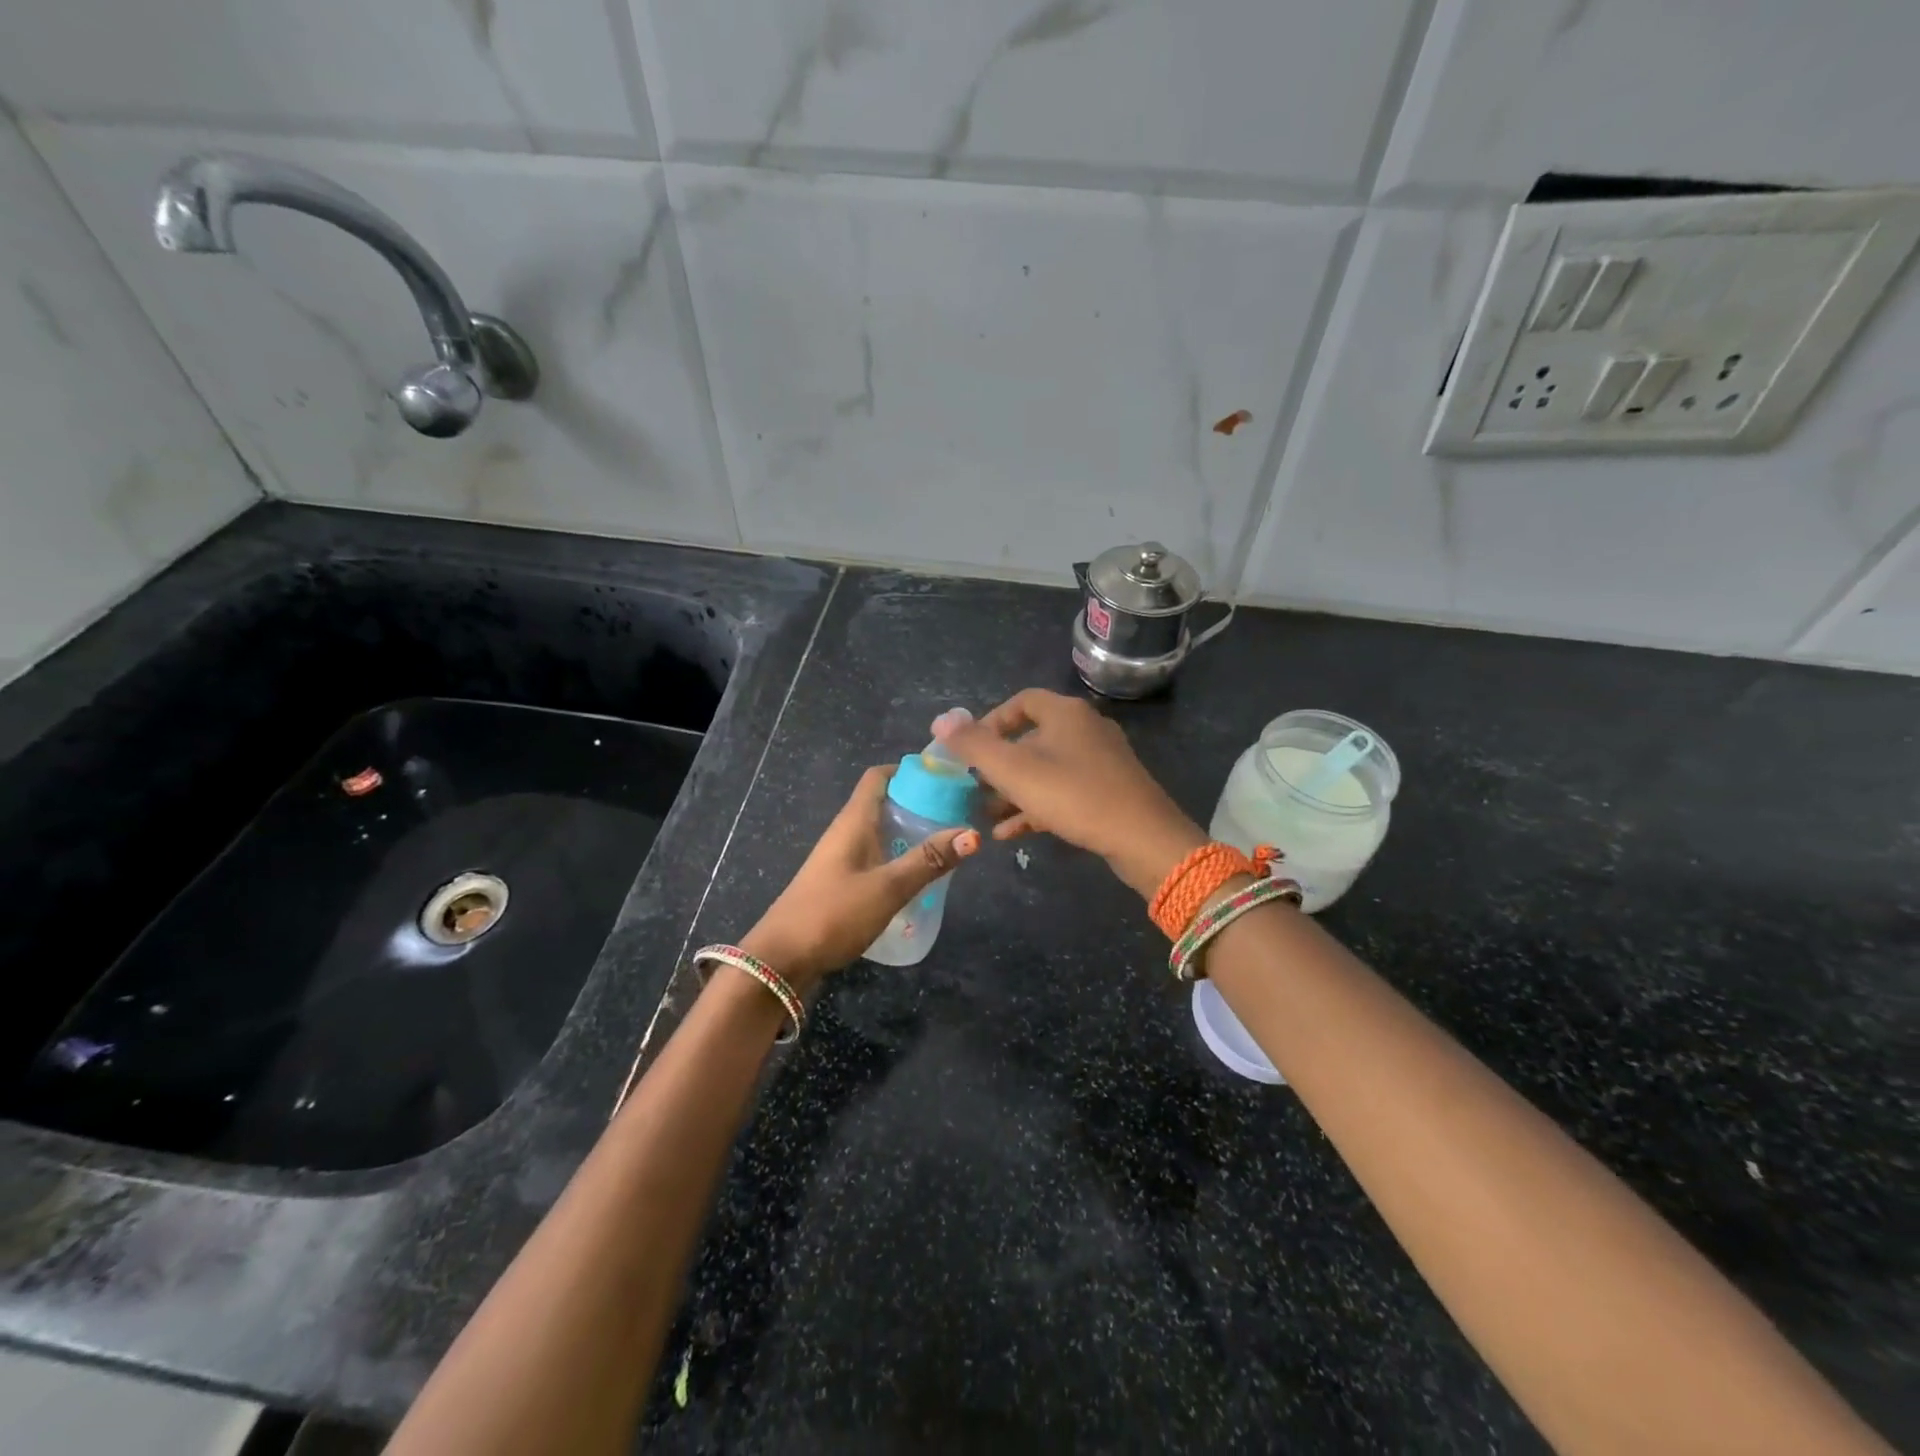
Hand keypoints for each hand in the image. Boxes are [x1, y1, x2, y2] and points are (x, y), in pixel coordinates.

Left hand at [740, 765, 979, 992]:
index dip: (909, 770)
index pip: (879, 777)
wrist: (780, 961)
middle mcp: (845, 833)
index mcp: (853, 822)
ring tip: (947, 843)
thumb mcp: (887, 887)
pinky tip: (918, 876)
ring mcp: (840, 859)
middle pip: (883, 803)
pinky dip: (898, 857)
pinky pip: (875, 858)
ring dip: (910, 832)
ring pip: (880, 832)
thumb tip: (973, 833)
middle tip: (958, 812)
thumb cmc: (833, 914)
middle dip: (919, 803)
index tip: (945, 777)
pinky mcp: (840, 884)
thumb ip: (928, 860)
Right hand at [936, 689, 1203, 898]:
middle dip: (998, 765)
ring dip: (1013, 791)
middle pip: (1031, 739)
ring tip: (985, 815)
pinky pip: (1063, 792)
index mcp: (1066, 713)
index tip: (969, 750)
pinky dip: (1036, 807)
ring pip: (1046, 770)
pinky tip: (1010, 834)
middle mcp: (1085, 729)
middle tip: (973, 788)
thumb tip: (940, 721)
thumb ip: (975, 746)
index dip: (990, 723)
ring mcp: (1100, 761)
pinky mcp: (1109, 791)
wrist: (1143, 838)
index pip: (1021, 702)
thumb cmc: (1074, 796)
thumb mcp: (1015, 771)